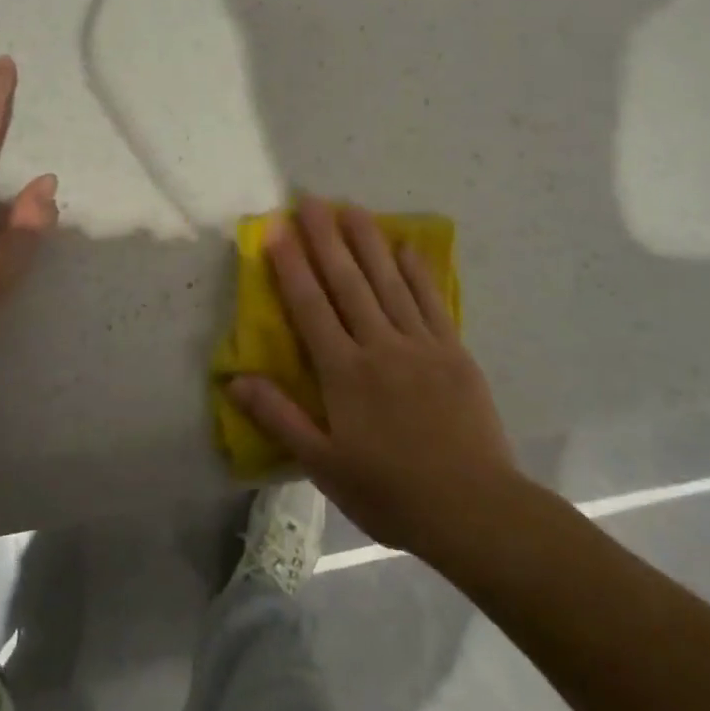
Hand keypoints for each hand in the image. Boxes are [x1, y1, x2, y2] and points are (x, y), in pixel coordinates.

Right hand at [229, 196, 518, 555]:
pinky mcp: (453, 351)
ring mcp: (420, 344)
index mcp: (344, 373)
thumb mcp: (324, 465)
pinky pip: (431, 300)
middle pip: (347, 281)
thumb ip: (279, 417)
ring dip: (368, 241)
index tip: (276, 230)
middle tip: (311, 200)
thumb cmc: (391, 492)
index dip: (291, 266)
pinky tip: (407, 245)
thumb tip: (236, 379)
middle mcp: (379, 345)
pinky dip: (417, 270)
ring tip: (352, 208)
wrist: (474, 510)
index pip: (310, 306)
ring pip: (388, 281)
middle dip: (326, 238)